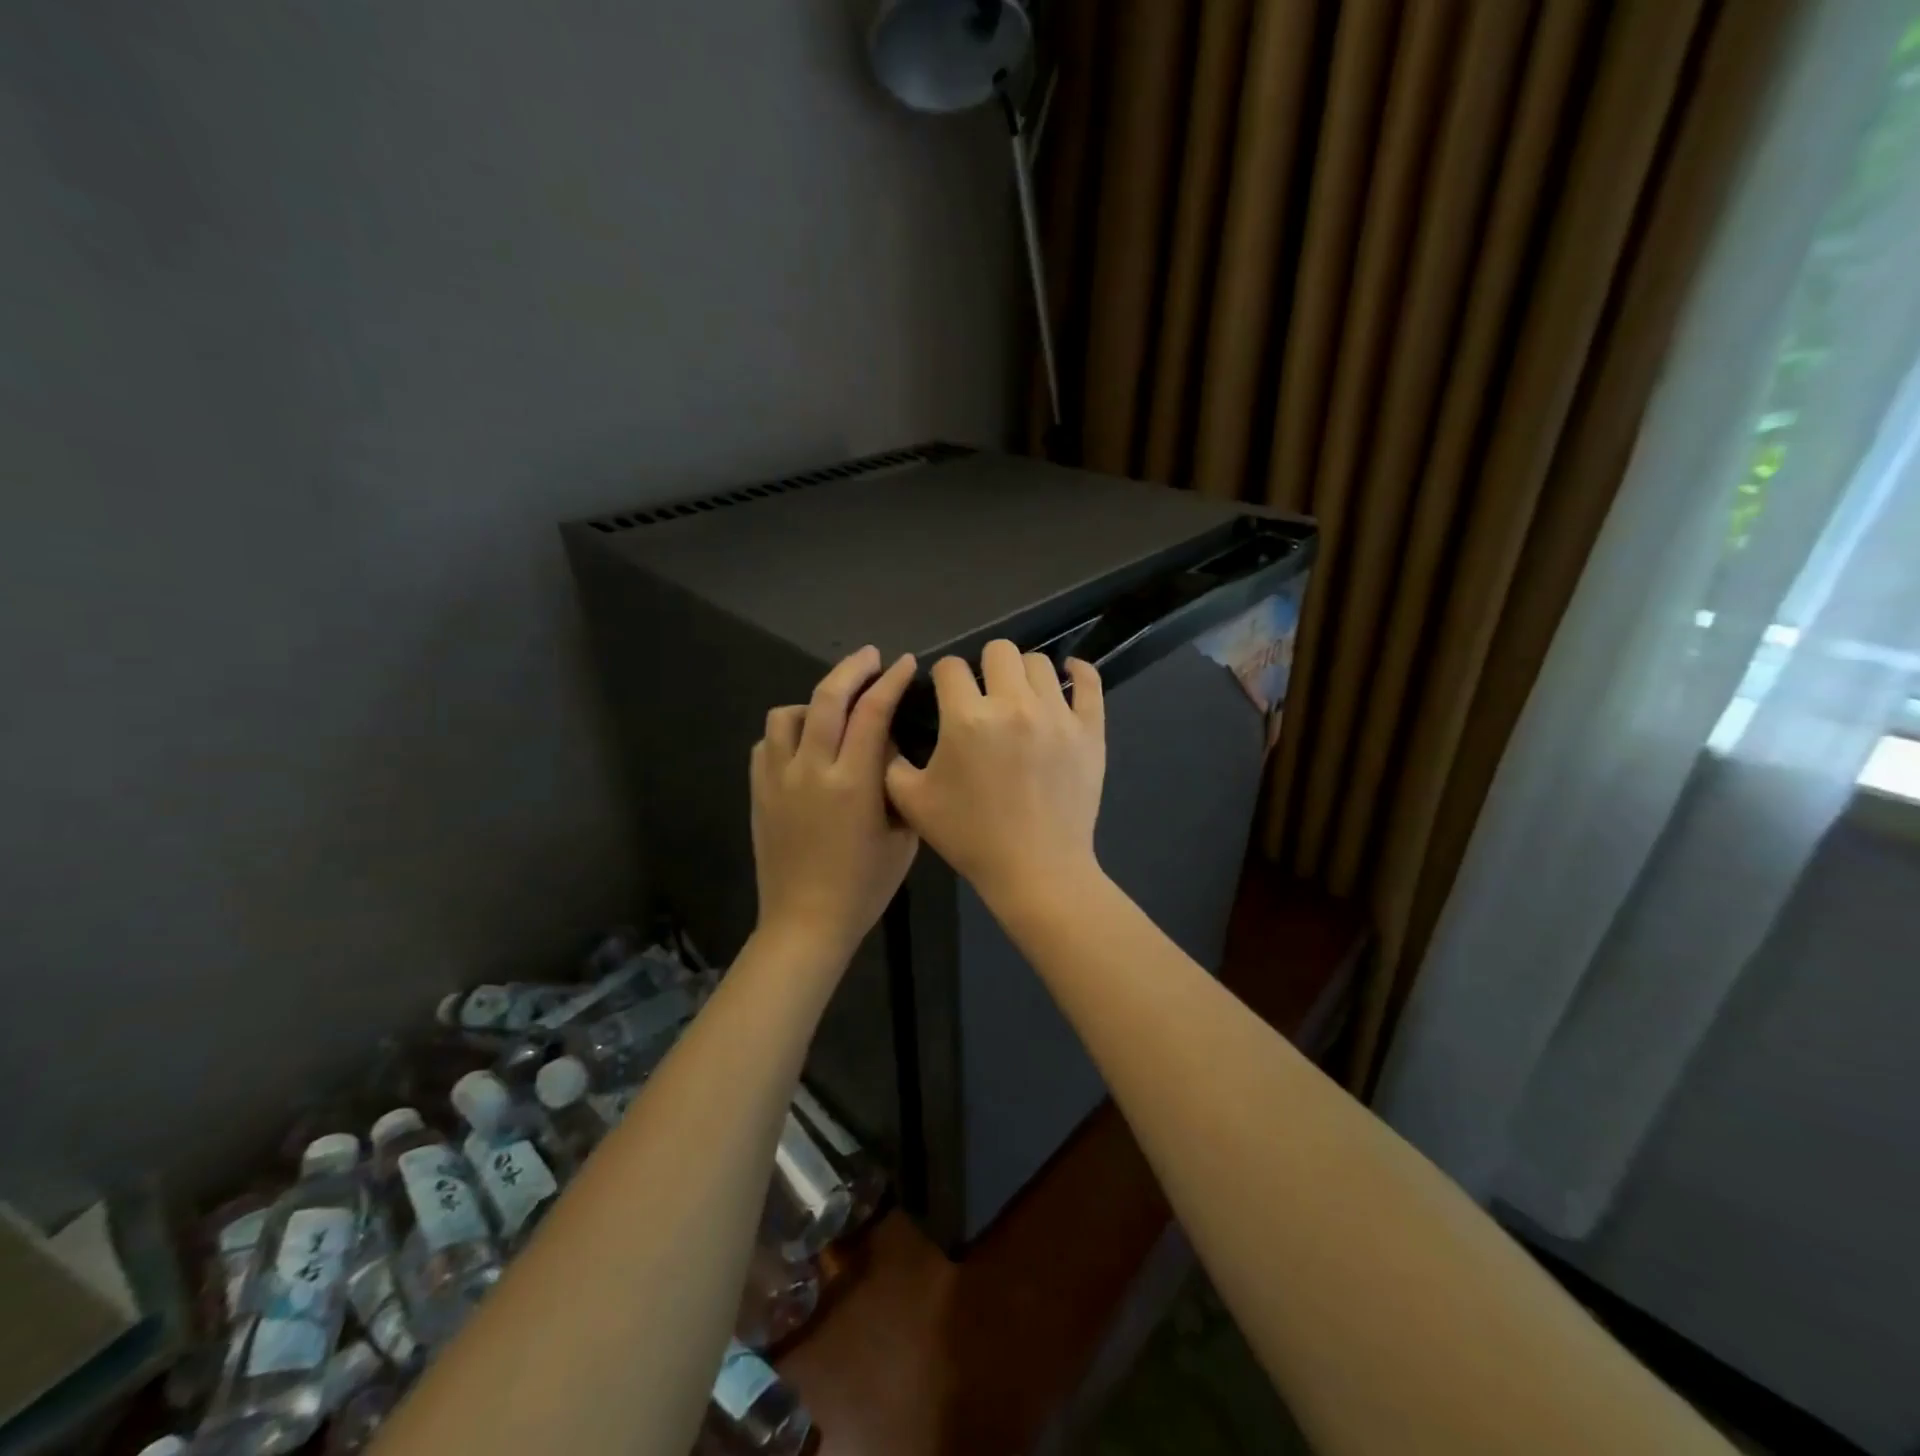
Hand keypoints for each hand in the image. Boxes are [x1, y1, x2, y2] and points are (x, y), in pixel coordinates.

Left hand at [751, 646, 919, 962]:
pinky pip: (767, 743)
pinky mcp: (758, 792)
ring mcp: (778, 779)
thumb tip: (891, 750)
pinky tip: (803, 745)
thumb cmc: (864, 886)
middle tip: (869, 657)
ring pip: (787, 714)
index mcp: (854, 783)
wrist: (806, 921)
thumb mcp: (902, 837)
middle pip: (827, 698)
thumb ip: (899, 786)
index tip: (902, 664)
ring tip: (831, 709)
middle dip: (852, 669)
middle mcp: (812, 770)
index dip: (890, 681)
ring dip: (814, 701)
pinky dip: (787, 732)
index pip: (873, 713)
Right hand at [884, 639, 1104, 907]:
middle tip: (983, 695)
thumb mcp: (912, 802)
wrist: (1036, 871)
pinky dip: (1077, 673)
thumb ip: (893, 760)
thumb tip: (896, 732)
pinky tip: (1067, 676)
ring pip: (1039, 662)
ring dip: (1023, 673)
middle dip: (984, 666)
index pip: (950, 667)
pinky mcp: (1090, 730)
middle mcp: (1014, 705)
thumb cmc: (970, 838)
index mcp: (967, 718)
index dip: (942, 677)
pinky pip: (1089, 682)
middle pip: (999, 650)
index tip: (945, 694)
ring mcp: (1057, 715)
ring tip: (1020, 697)